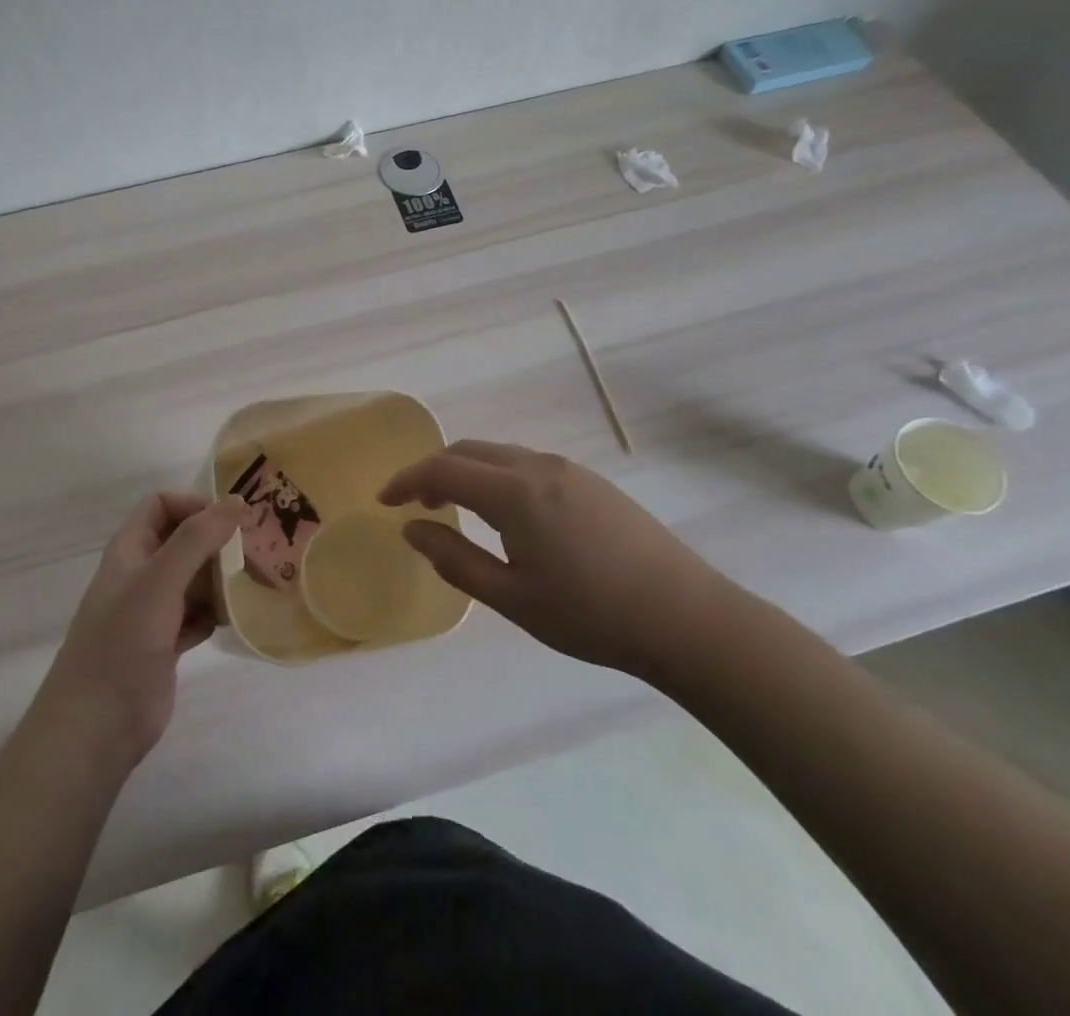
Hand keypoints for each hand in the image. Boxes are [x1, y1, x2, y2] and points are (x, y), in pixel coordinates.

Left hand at [36, 492, 242, 767]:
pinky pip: (198, 615)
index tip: (231, 521)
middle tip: (256, 551)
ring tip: (255, 582)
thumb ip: (196, 539)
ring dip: (221, 578)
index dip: (194, 505)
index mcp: (130, 550)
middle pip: (183, 541)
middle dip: (217, 542)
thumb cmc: (122, 643)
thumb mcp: (158, 582)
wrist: (96, 726)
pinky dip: (216, 612)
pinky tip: (238, 618)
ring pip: (194, 579)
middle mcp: (141, 574)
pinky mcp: (166, 643)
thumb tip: (236, 501)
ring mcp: (153, 611)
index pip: (161, 505)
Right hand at [379, 441, 738, 685]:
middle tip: (413, 503)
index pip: (443, 469)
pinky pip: (526, 463)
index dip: (407, 480)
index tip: (383, 500)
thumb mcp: (512, 597)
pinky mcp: (591, 481)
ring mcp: (569, 469)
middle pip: (468, 451)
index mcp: (514, 492)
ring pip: (498, 454)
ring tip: (452, 506)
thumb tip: (412, 528)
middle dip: (433, 470)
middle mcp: (538, 466)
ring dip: (465, 471)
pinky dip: (495, 475)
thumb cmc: (591, 615)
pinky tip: (502, 511)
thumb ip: (454, 558)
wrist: (686, 617)